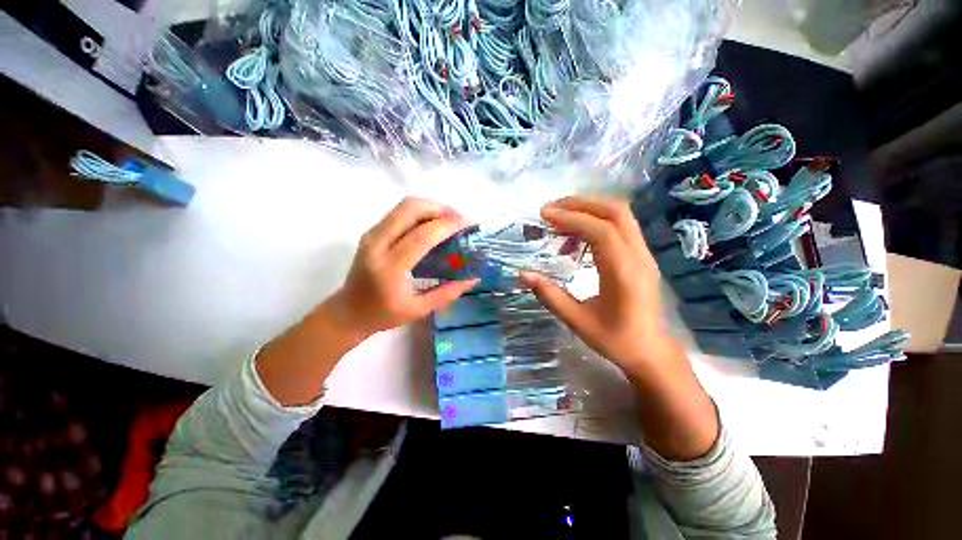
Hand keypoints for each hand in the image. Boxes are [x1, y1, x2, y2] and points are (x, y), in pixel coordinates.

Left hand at [257, 197, 476, 406]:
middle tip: (459, 220)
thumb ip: (448, 292)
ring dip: (431, 207)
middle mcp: (377, 245)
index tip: (469, 224)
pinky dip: (420, 212)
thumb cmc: (383, 315)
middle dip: (440, 208)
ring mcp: (372, 235)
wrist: (348, 311)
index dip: (448, 225)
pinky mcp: (371, 232)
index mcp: (390, 268)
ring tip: (449, 220)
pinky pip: (399, 212)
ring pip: (404, 206)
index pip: (422, 236)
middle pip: (411, 209)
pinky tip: (432, 224)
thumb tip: (474, 277)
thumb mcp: (420, 309)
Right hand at [519, 197, 669, 378]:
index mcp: (624, 274)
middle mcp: (639, 257)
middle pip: (616, 212)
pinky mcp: (641, 255)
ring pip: (620, 215)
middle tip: (551, 209)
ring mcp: (643, 254)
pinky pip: (620, 226)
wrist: (649, 350)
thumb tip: (523, 274)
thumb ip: (550, 295)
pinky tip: (575, 236)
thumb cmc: (614, 339)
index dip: (572, 218)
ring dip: (588, 209)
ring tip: (559, 219)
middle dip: (581, 204)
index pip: (602, 232)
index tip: (545, 215)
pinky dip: (595, 221)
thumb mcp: (577, 321)